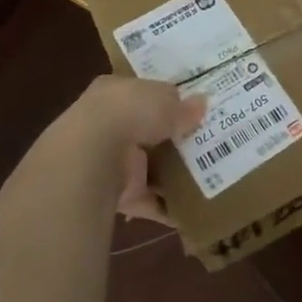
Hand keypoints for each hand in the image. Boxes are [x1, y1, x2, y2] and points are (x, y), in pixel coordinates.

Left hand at [73, 75, 204, 223]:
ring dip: (171, 173)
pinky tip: (193, 210)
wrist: (93, 157)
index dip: (166, 99)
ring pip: (147, 166)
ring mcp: (110, 161)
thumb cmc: (129, 112)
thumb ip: (183, 106)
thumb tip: (202, 105)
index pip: (142, 93)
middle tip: (206, 140)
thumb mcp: (165, 100)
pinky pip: (148, 200)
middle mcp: (108, 125)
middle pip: (146, 131)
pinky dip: (167, 207)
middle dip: (171, 138)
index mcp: (114, 92)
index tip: (191, 106)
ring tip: (209, 175)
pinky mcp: (116, 194)